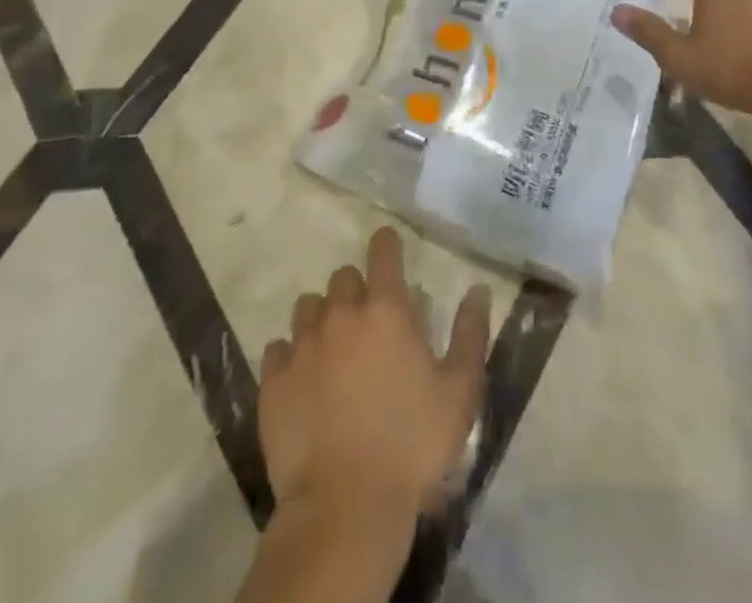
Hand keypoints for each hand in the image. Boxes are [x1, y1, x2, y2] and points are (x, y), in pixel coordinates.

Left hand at [259, 228, 491, 520]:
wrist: (344, 507)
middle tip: (369, 321)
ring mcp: (302, 345)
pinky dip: (291, 356)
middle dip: (357, 289)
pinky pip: (278, 349)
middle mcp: (341, 314)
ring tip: (333, 349)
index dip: (387, 244)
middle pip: (343, 277)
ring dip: (322, 318)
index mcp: (386, 309)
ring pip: (308, 307)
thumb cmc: (411, 444)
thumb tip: (478, 289)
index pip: (382, 250)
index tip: (391, 250)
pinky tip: (303, 381)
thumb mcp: (459, 391)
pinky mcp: (273, 381)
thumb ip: (470, 333)